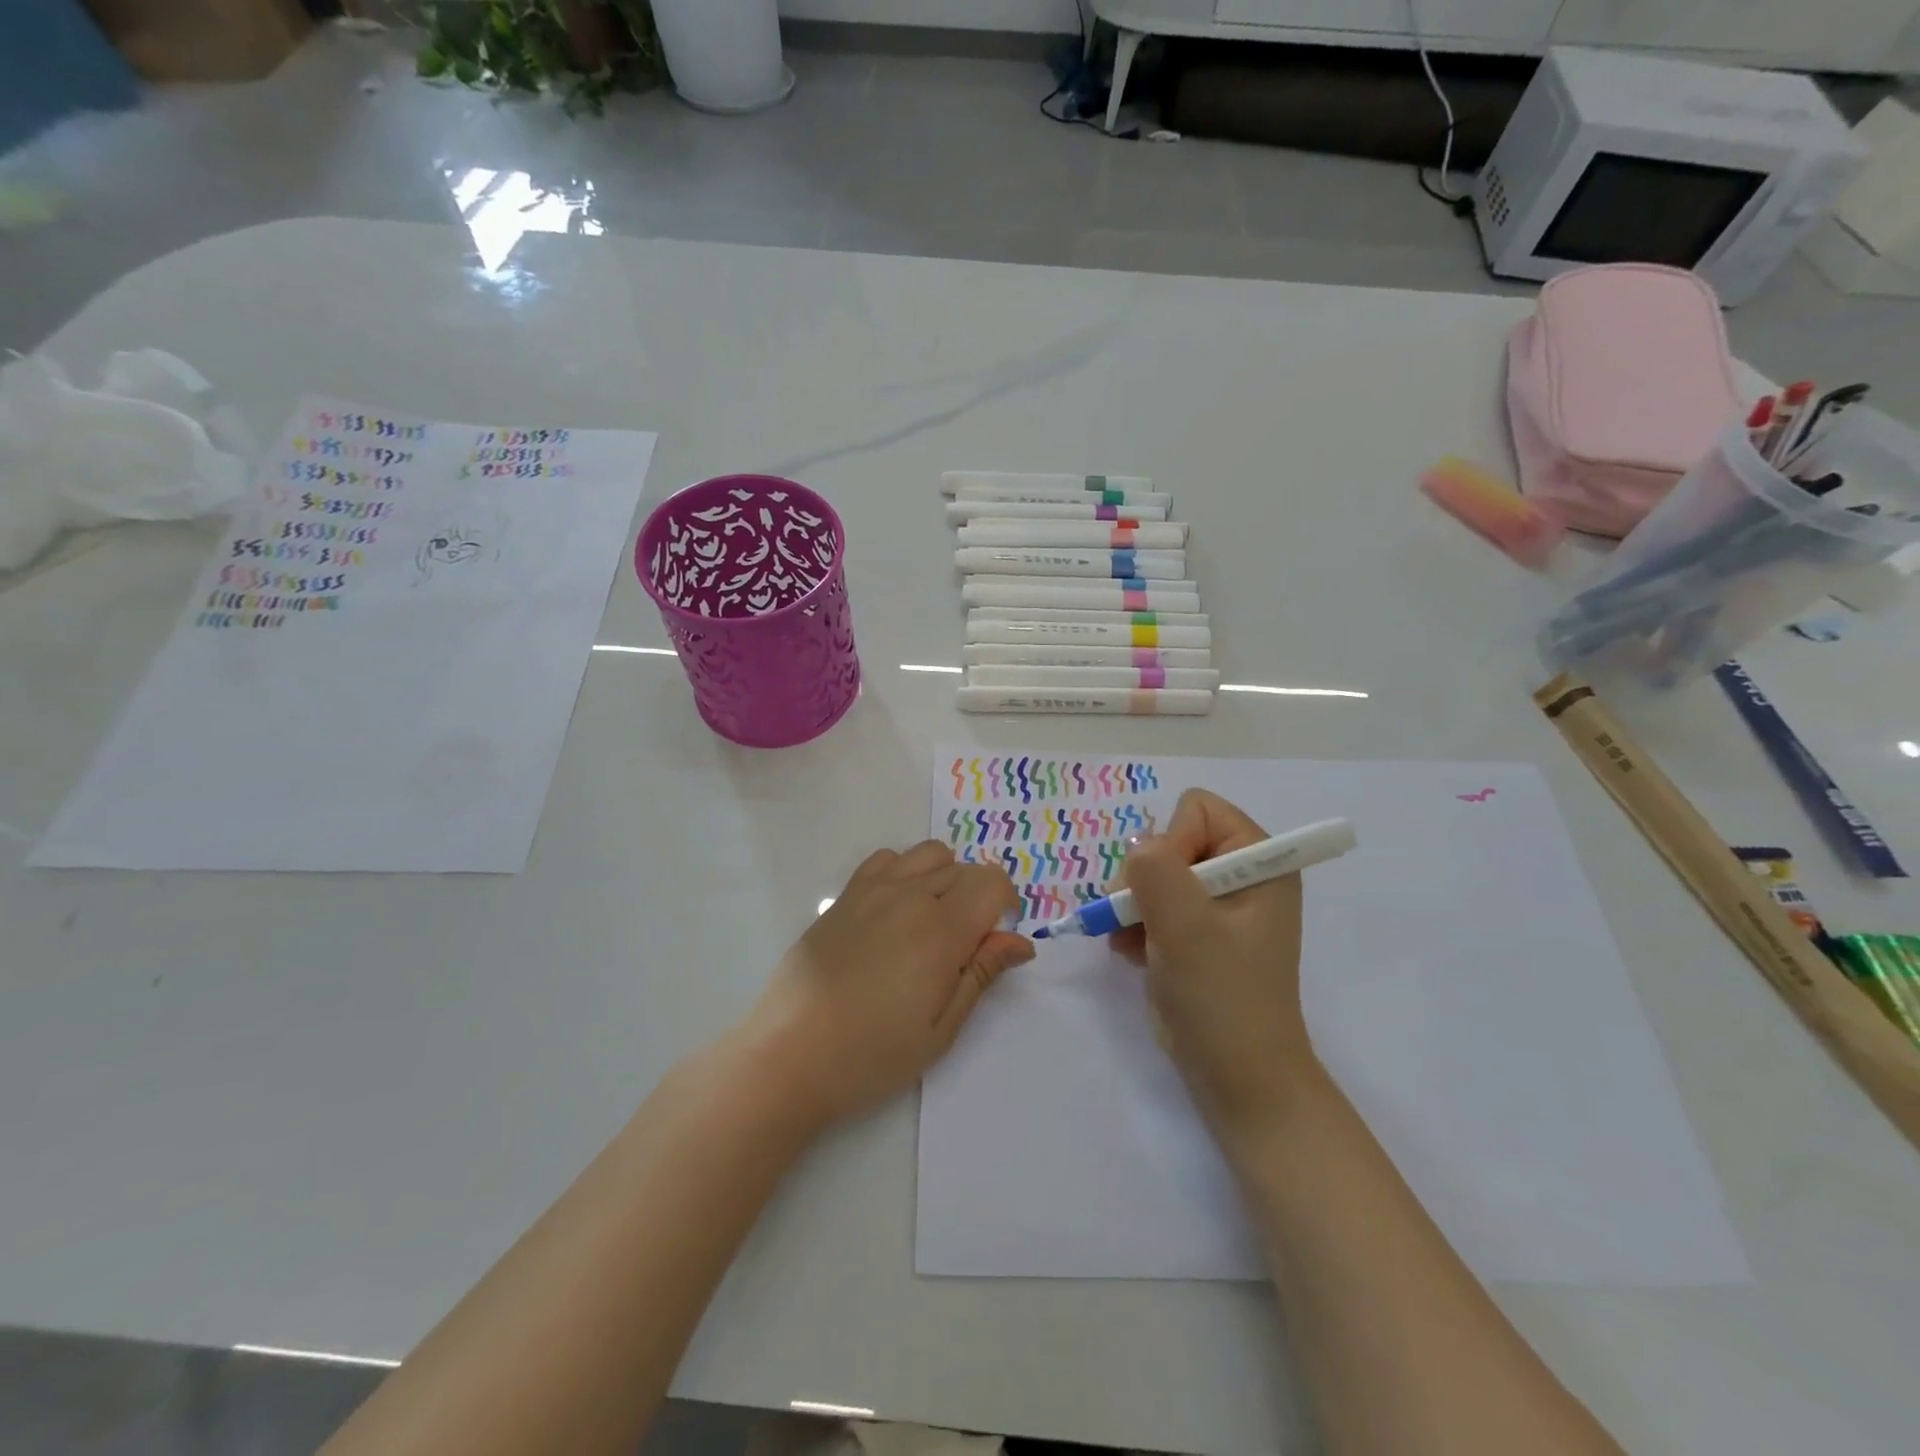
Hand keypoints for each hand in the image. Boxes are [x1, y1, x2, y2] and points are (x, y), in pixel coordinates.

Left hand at [739, 841, 1033, 1130]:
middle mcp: (909, 896)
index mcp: (940, 930)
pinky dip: (904, 872)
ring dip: (944, 878)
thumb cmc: (872, 1054)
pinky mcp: (844, 896)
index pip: (992, 881)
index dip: (1006, 905)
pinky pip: (887, 858)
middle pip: (964, 869)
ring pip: (929, 855)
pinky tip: (894, 912)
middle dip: (977, 898)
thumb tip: (1021, 942)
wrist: (788, 1054)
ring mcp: (872, 890)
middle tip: (962, 948)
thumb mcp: (941, 1028)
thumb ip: (982, 974)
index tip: (996, 939)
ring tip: (931, 923)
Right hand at [1115, 790, 1317, 1136]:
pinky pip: (1150, 901)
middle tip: (1136, 915)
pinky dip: (1135, 924)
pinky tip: (1134, 953)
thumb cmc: (1222, 997)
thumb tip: (1137, 845)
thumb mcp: (1186, 927)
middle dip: (1145, 877)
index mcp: (1260, 861)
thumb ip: (1157, 870)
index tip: (1169, 891)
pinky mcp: (1195, 931)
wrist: (1237, 1076)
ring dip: (1134, 904)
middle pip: (1171, 839)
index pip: (1198, 809)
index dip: (1172, 842)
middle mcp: (1240, 874)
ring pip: (1153, 871)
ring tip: (1132, 941)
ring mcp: (1216, 904)